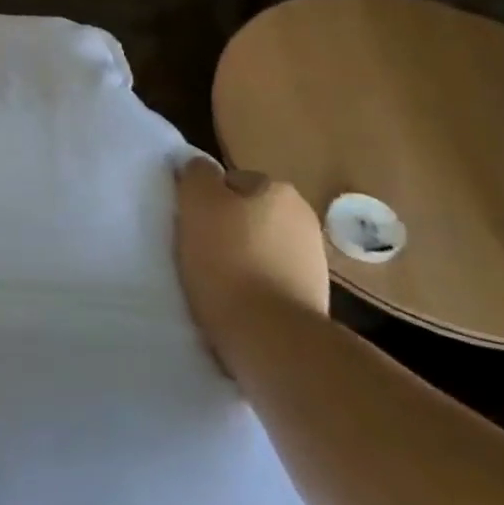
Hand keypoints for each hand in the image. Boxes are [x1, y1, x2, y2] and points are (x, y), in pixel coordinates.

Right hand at [174, 161, 328, 367]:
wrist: (272, 336)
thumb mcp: (197, 203)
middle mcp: (303, 216)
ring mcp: (313, 258)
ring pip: (261, 246)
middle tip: (199, 252)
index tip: (190, 225)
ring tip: (217, 281)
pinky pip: (272, 278)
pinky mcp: (313, 296)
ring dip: (242, 257)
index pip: (229, 182)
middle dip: (226, 228)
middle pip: (247, 214)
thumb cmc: (228, 261)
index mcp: (277, 189)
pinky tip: (238, 301)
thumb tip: (200, 168)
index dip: (205, 201)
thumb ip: (197, 175)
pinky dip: (256, 284)